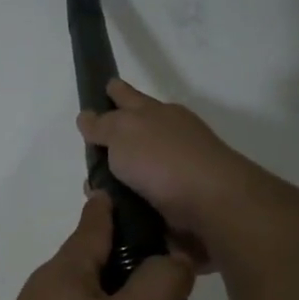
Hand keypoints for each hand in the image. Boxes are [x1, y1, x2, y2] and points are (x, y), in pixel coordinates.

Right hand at [77, 81, 257, 257]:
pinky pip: (144, 198)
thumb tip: (87, 116)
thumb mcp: (123, 132)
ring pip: (137, 170)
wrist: (211, 203)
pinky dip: (129, 203)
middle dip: (114, 140)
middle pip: (134, 134)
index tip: (106, 87)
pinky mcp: (178, 202)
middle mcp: (168, 138)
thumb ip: (103, 125)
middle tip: (91, 153)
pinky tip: (113, 212)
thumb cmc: (163, 160)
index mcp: (156, 114)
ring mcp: (176, 170)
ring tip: (94, 192)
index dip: (115, 92)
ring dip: (117, 179)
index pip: (129, 96)